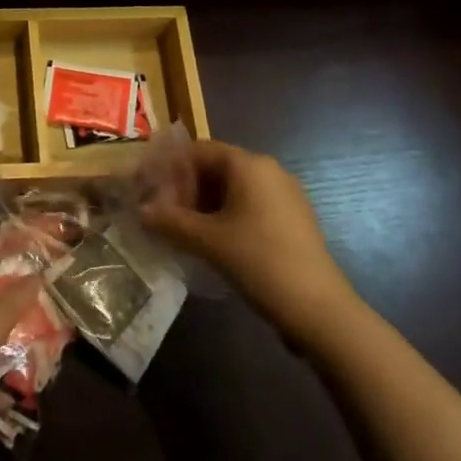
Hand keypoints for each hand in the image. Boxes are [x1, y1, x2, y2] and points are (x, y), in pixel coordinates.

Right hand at [141, 139, 355, 330]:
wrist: (319, 309)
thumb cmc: (259, 261)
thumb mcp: (207, 241)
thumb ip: (170, 221)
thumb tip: (141, 211)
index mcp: (248, 164)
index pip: (198, 150)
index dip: (169, 167)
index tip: (148, 188)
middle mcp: (268, 170)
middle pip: (215, 167)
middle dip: (186, 188)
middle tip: (162, 213)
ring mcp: (285, 195)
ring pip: (233, 188)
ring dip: (204, 204)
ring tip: (182, 230)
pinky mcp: (293, 219)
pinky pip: (251, 205)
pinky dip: (227, 216)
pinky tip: (213, 242)